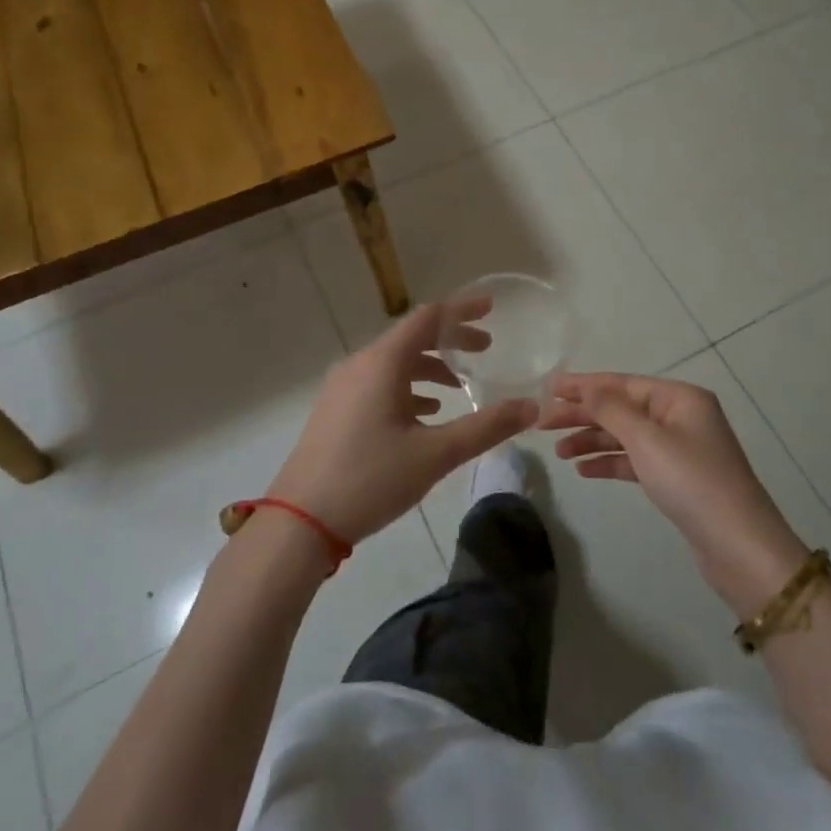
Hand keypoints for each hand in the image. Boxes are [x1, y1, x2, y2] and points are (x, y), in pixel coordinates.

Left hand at [267, 303, 537, 545]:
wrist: (298, 522)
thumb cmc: (370, 479)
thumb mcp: (435, 454)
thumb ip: (486, 427)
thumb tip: (532, 407)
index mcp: (382, 363)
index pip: (429, 317)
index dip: (462, 309)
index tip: (492, 308)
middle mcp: (360, 365)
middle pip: (412, 338)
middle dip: (450, 340)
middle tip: (486, 349)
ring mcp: (342, 387)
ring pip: (394, 363)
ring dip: (429, 367)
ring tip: (459, 385)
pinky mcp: (335, 410)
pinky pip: (378, 383)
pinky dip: (407, 388)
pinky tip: (424, 413)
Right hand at [543, 373, 805, 613]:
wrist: (738, 545)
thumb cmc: (692, 481)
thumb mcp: (647, 440)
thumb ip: (611, 410)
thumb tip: (587, 387)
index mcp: (680, 397)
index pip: (623, 383)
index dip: (585, 385)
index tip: (549, 388)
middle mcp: (680, 416)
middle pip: (622, 408)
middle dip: (584, 415)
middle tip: (544, 424)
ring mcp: (680, 448)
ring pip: (626, 436)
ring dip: (593, 440)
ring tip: (559, 452)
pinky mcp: (676, 478)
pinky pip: (635, 461)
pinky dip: (610, 462)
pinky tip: (584, 470)